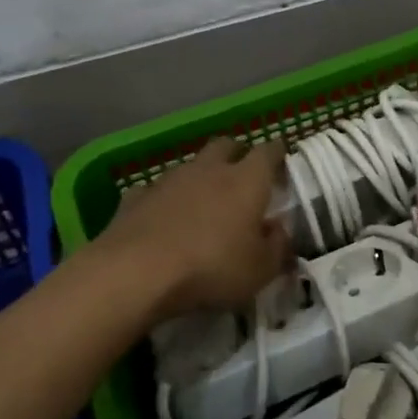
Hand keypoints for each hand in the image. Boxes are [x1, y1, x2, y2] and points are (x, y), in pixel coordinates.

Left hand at [100, 138, 291, 316]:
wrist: (136, 273)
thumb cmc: (211, 268)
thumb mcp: (261, 270)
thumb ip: (277, 247)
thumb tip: (279, 230)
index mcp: (247, 181)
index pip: (268, 152)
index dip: (277, 153)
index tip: (282, 161)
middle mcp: (209, 169)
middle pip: (227, 145)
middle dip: (238, 154)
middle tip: (244, 175)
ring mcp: (169, 180)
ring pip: (191, 165)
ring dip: (201, 176)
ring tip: (204, 201)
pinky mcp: (136, 197)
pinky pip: (156, 189)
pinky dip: (165, 199)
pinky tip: (164, 218)